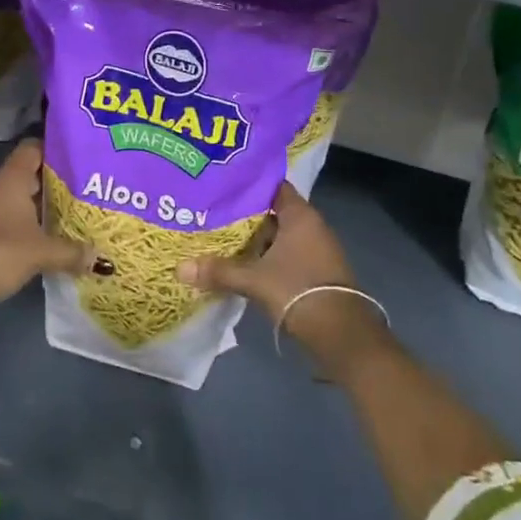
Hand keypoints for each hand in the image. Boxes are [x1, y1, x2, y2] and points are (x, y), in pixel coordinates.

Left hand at [0, 139, 88, 315]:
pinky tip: (42, 239)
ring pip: (16, 197)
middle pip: (27, 173)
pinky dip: (23, 223)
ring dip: (37, 206)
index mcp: (10, 177)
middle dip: (53, 183)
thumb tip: (100, 257)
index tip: (78, 161)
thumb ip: (72, 251)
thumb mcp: (42, 252)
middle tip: (82, 192)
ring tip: (67, 216)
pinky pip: (5, 216)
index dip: (55, 151)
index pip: (33, 148)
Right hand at [176, 182, 390, 376]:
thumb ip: (219, 271)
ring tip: (221, 237)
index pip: (272, 186)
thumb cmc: (298, 291)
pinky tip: (243, 264)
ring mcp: (316, 250)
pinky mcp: (315, 271)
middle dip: (245, 214)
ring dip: (256, 239)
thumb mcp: (254, 280)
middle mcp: (311, 226)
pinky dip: (266, 256)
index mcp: (300, 215)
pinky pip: (286, 254)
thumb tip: (179, 268)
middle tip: (213, 211)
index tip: (222, 184)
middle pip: (273, 211)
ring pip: (279, 236)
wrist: (341, 335)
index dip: (248, 184)